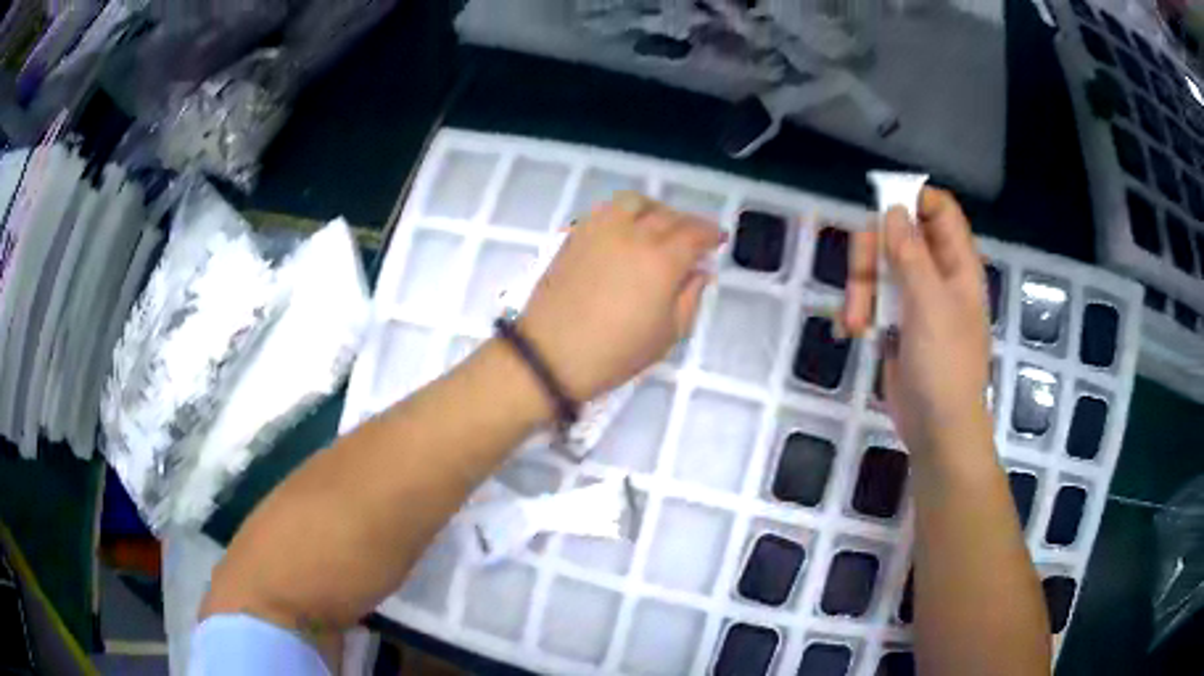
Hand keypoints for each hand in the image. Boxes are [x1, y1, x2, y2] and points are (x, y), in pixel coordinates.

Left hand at [519, 192, 725, 401]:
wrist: (551, 355)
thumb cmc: (616, 353)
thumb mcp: (668, 334)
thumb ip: (690, 297)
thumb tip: (700, 271)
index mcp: (662, 260)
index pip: (694, 233)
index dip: (710, 233)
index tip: (718, 239)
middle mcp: (633, 234)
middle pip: (668, 215)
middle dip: (687, 223)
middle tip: (693, 239)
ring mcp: (600, 229)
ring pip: (636, 202)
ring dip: (655, 210)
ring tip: (660, 227)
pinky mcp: (576, 234)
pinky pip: (607, 210)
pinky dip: (626, 213)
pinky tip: (627, 231)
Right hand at [843, 188, 992, 454]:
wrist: (938, 429)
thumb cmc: (945, 366)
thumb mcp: (930, 305)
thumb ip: (911, 254)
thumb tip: (893, 210)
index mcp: (957, 264)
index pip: (939, 209)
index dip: (913, 200)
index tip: (881, 210)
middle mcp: (937, 274)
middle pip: (898, 234)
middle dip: (872, 253)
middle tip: (861, 279)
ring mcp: (915, 299)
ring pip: (879, 267)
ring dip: (860, 288)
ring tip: (857, 321)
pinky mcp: (896, 323)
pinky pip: (871, 299)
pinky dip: (858, 311)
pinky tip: (853, 332)